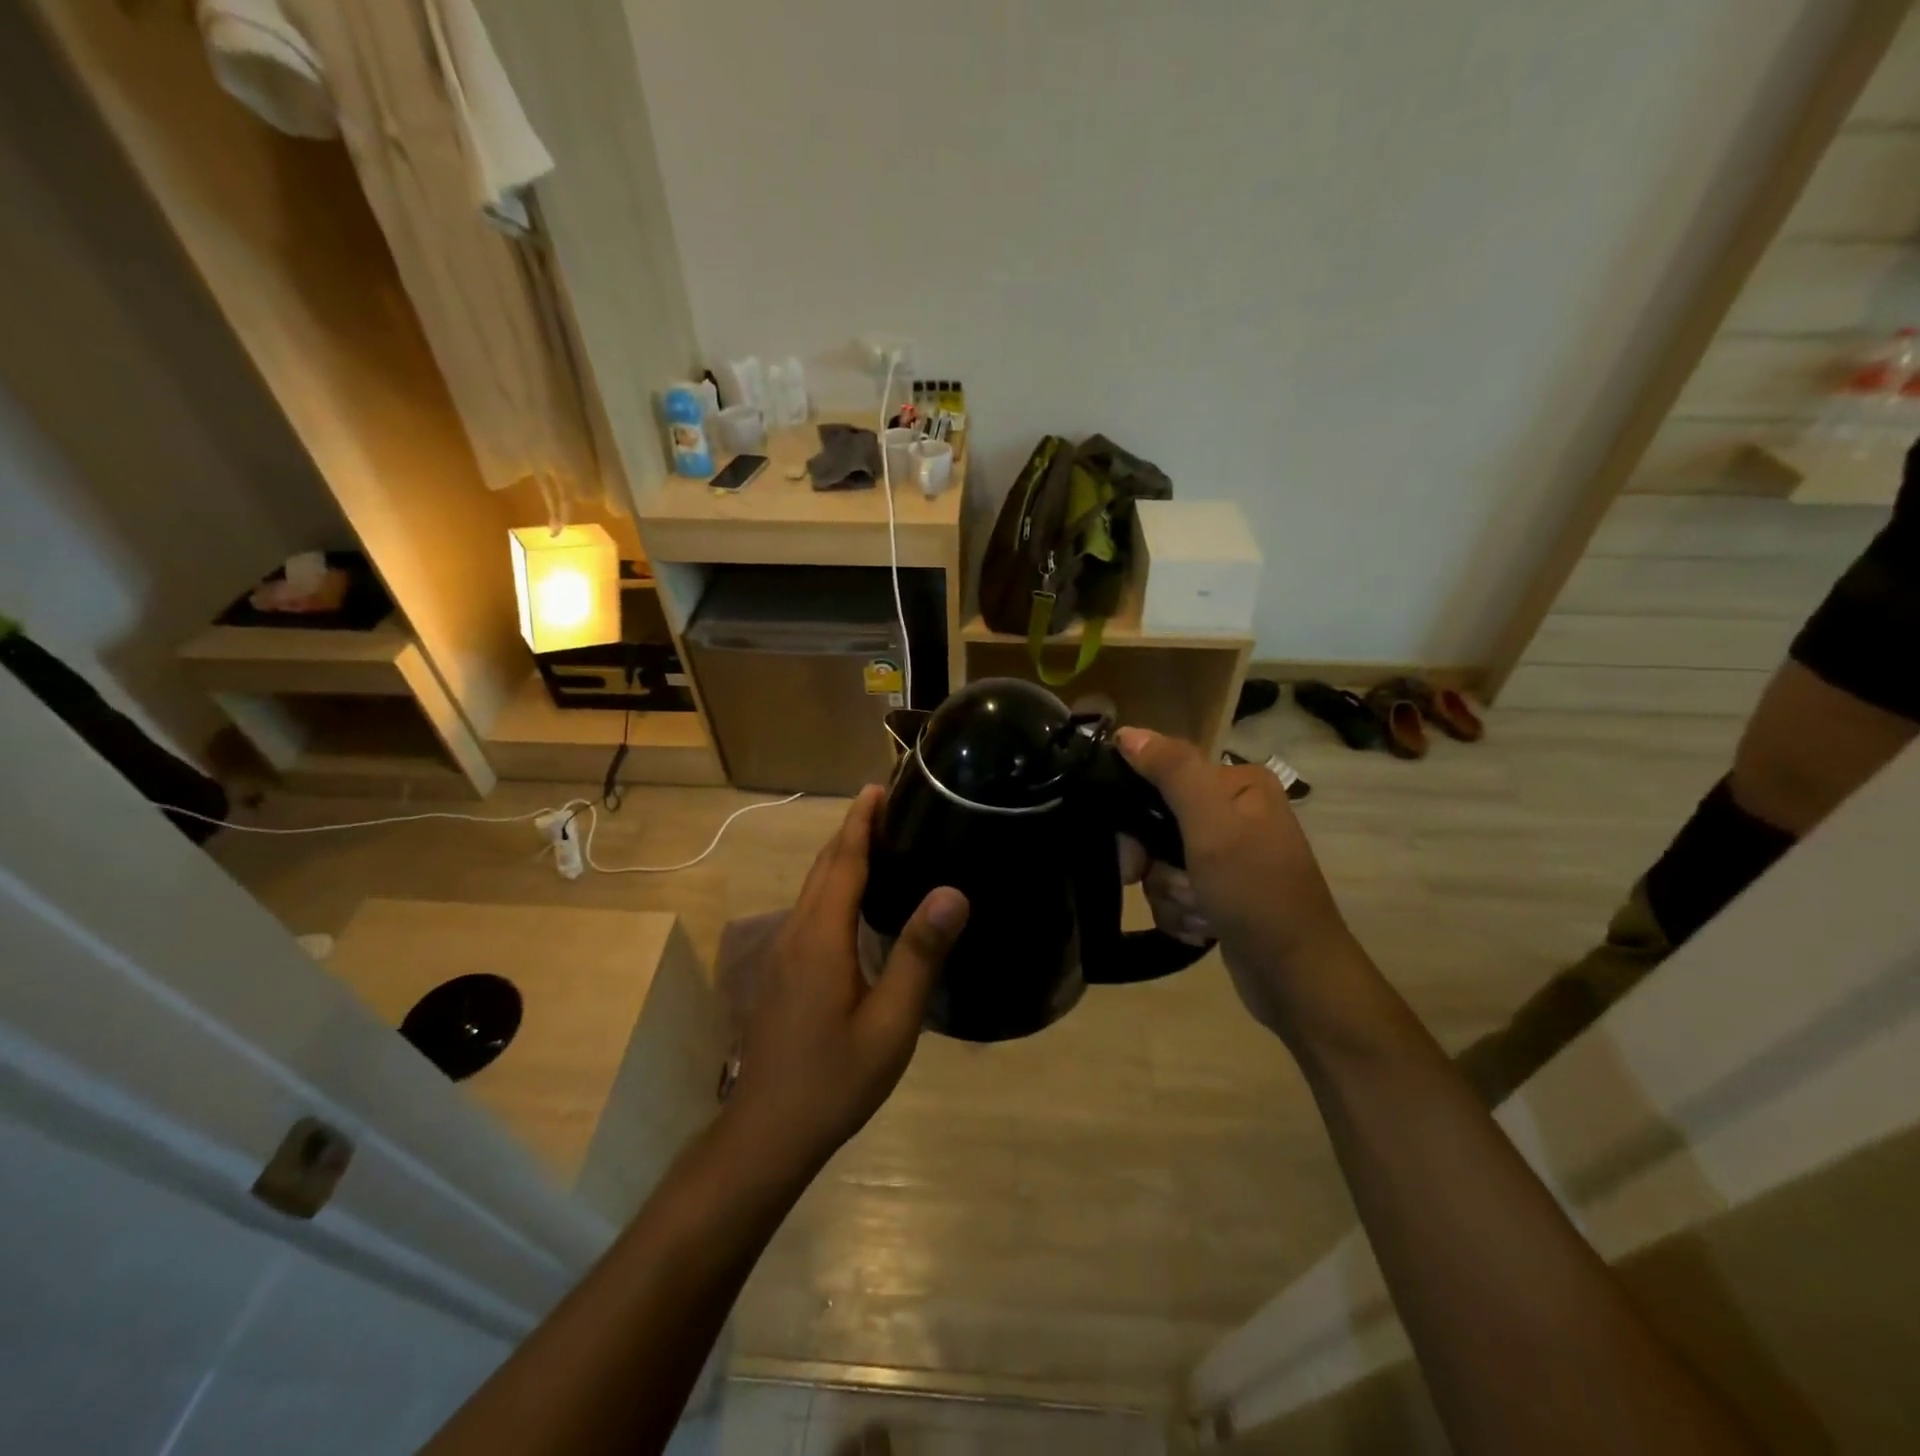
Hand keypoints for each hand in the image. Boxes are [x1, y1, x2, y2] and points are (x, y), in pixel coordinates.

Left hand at [726, 787, 968, 1169]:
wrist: (768, 1132)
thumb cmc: (835, 1078)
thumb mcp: (891, 1022)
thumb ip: (918, 954)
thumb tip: (952, 892)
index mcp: (822, 935)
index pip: (843, 860)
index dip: (861, 821)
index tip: (879, 787)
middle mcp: (796, 932)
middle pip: (823, 866)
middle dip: (851, 830)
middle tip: (887, 804)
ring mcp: (782, 952)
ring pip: (812, 887)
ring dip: (840, 855)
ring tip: (876, 839)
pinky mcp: (782, 971)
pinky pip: (809, 908)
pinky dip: (832, 884)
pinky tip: (855, 899)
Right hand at [1116, 727, 1360, 1038]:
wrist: (1296, 977)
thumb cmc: (1257, 892)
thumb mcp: (1212, 825)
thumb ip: (1172, 772)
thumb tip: (1127, 732)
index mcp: (1236, 784)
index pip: (1161, 776)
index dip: (1136, 814)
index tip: (1134, 855)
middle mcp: (1233, 813)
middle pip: (1156, 824)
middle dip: (1158, 865)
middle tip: (1174, 887)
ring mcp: (1227, 855)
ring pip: (1160, 863)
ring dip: (1170, 895)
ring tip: (1200, 914)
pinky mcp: (1221, 892)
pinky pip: (1174, 892)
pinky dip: (1180, 913)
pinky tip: (1203, 929)